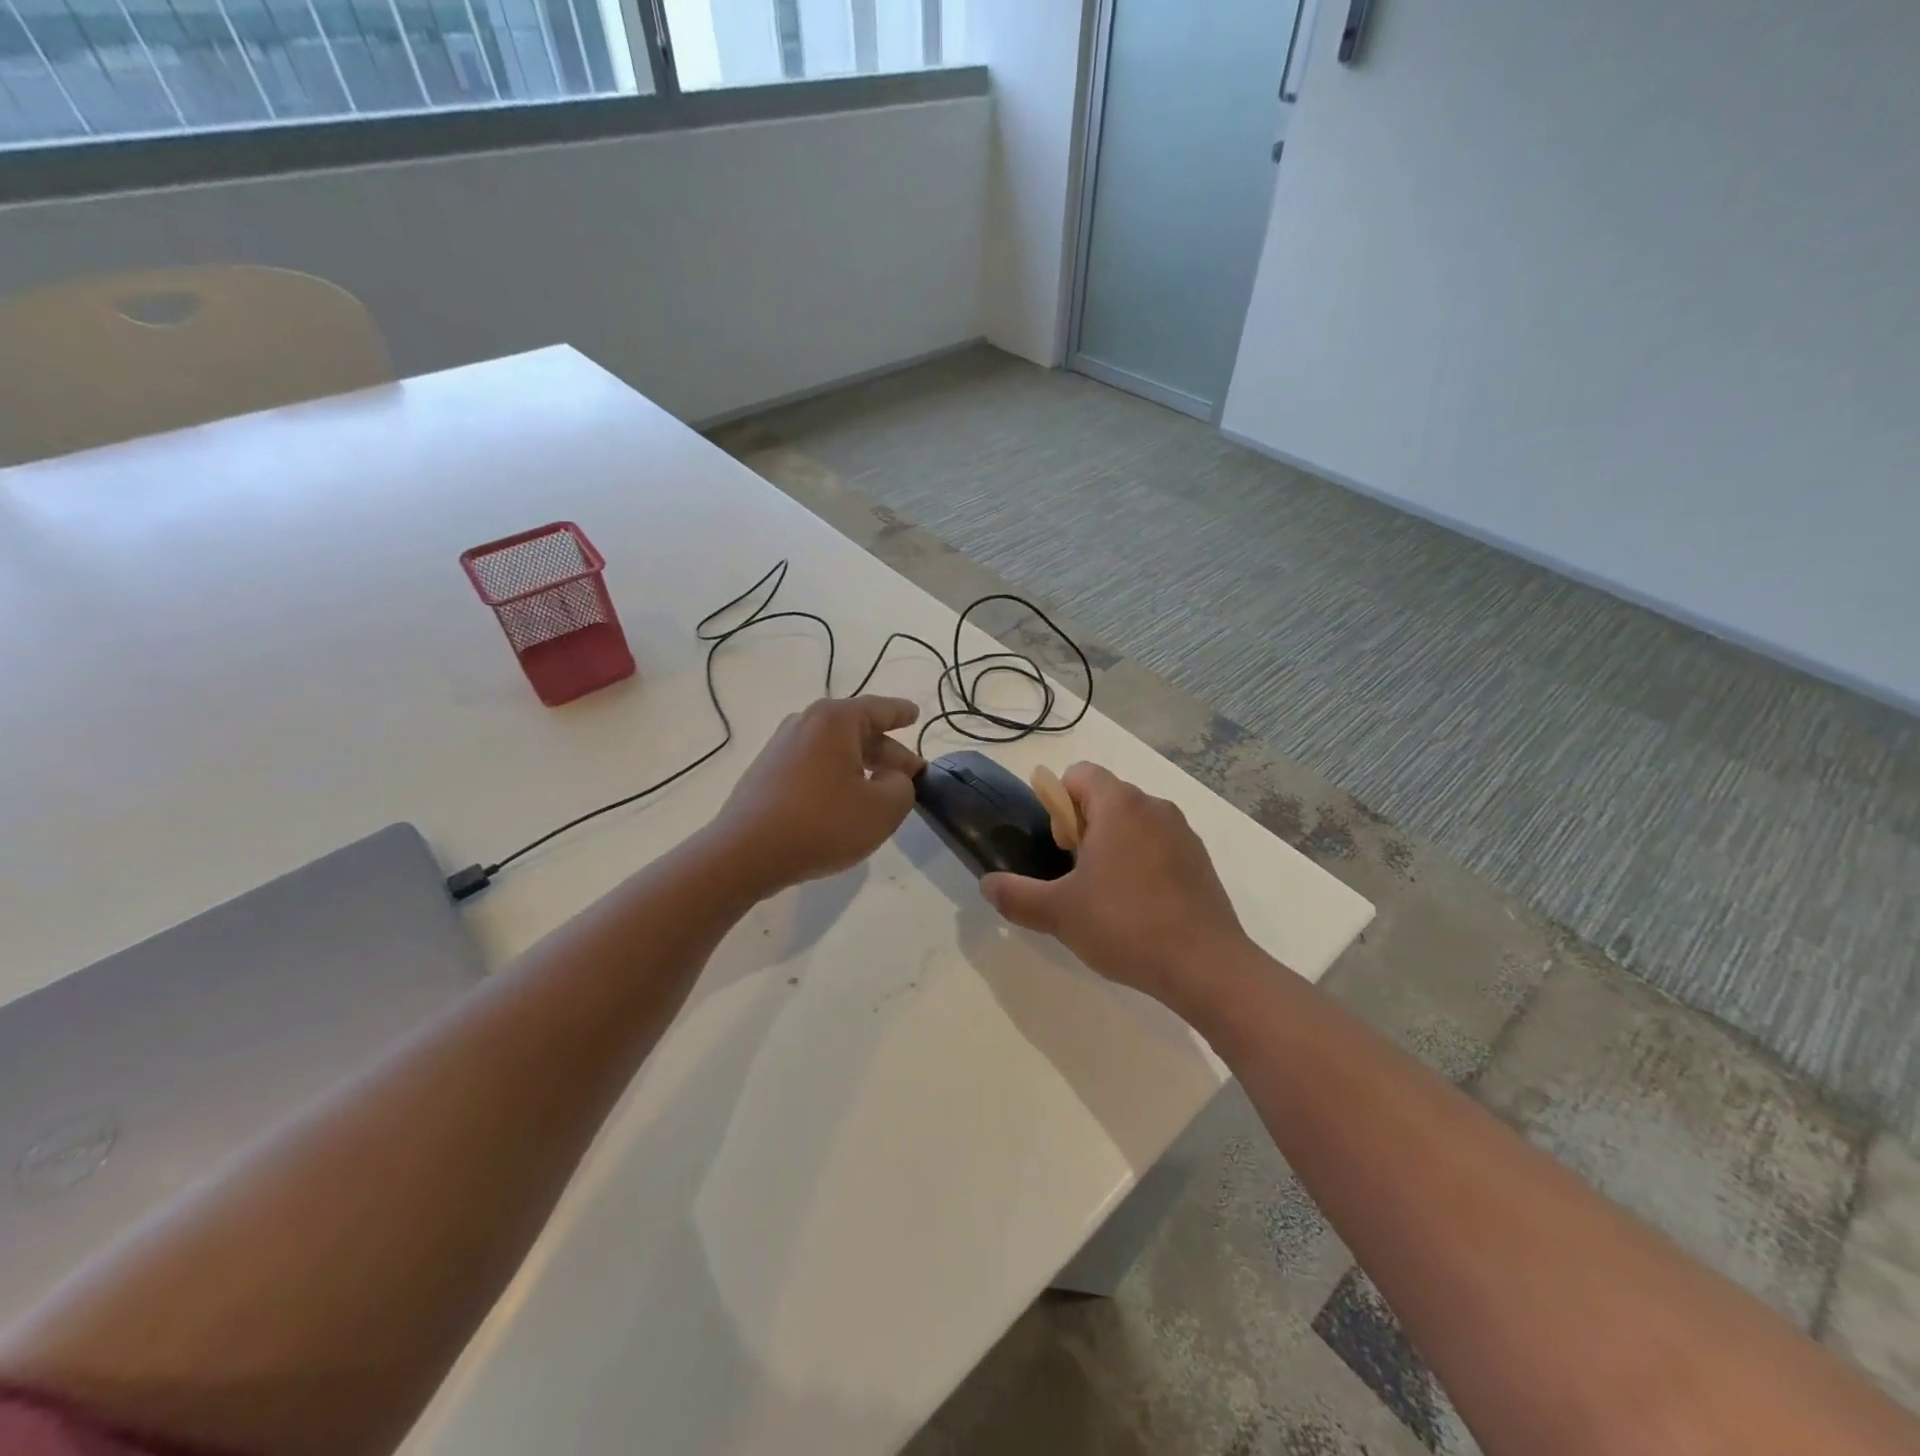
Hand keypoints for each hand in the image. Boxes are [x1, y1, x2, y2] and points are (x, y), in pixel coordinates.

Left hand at [709, 696, 923, 895]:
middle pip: (857, 729)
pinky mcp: (766, 772)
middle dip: (887, 751)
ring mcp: (781, 746)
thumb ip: (903, 786)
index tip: (915, 714)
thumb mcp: (883, 809)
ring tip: (880, 790)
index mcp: (835, 720)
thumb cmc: (822, 824)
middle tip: (911, 773)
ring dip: (861, 765)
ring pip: (834, 749)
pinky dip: (836, 775)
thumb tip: (892, 777)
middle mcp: (805, 723)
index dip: (901, 713)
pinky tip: (843, 802)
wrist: (745, 854)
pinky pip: (813, 764)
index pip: (879, 708)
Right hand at [981, 763, 1251, 1012]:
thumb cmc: (1125, 925)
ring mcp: (1183, 833)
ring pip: (1133, 824)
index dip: (1059, 804)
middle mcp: (1155, 807)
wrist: (1206, 967)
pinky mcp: (1201, 861)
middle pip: (1105, 799)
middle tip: (1078, 878)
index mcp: (1120, 805)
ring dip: (1113, 847)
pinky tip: (1139, 909)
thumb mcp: (1058, 913)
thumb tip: (987, 884)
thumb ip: (1015, 895)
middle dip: (1083, 830)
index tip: (1061, 848)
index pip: (1079, 774)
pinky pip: (1159, 846)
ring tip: (1107, 898)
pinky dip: (1142, 864)